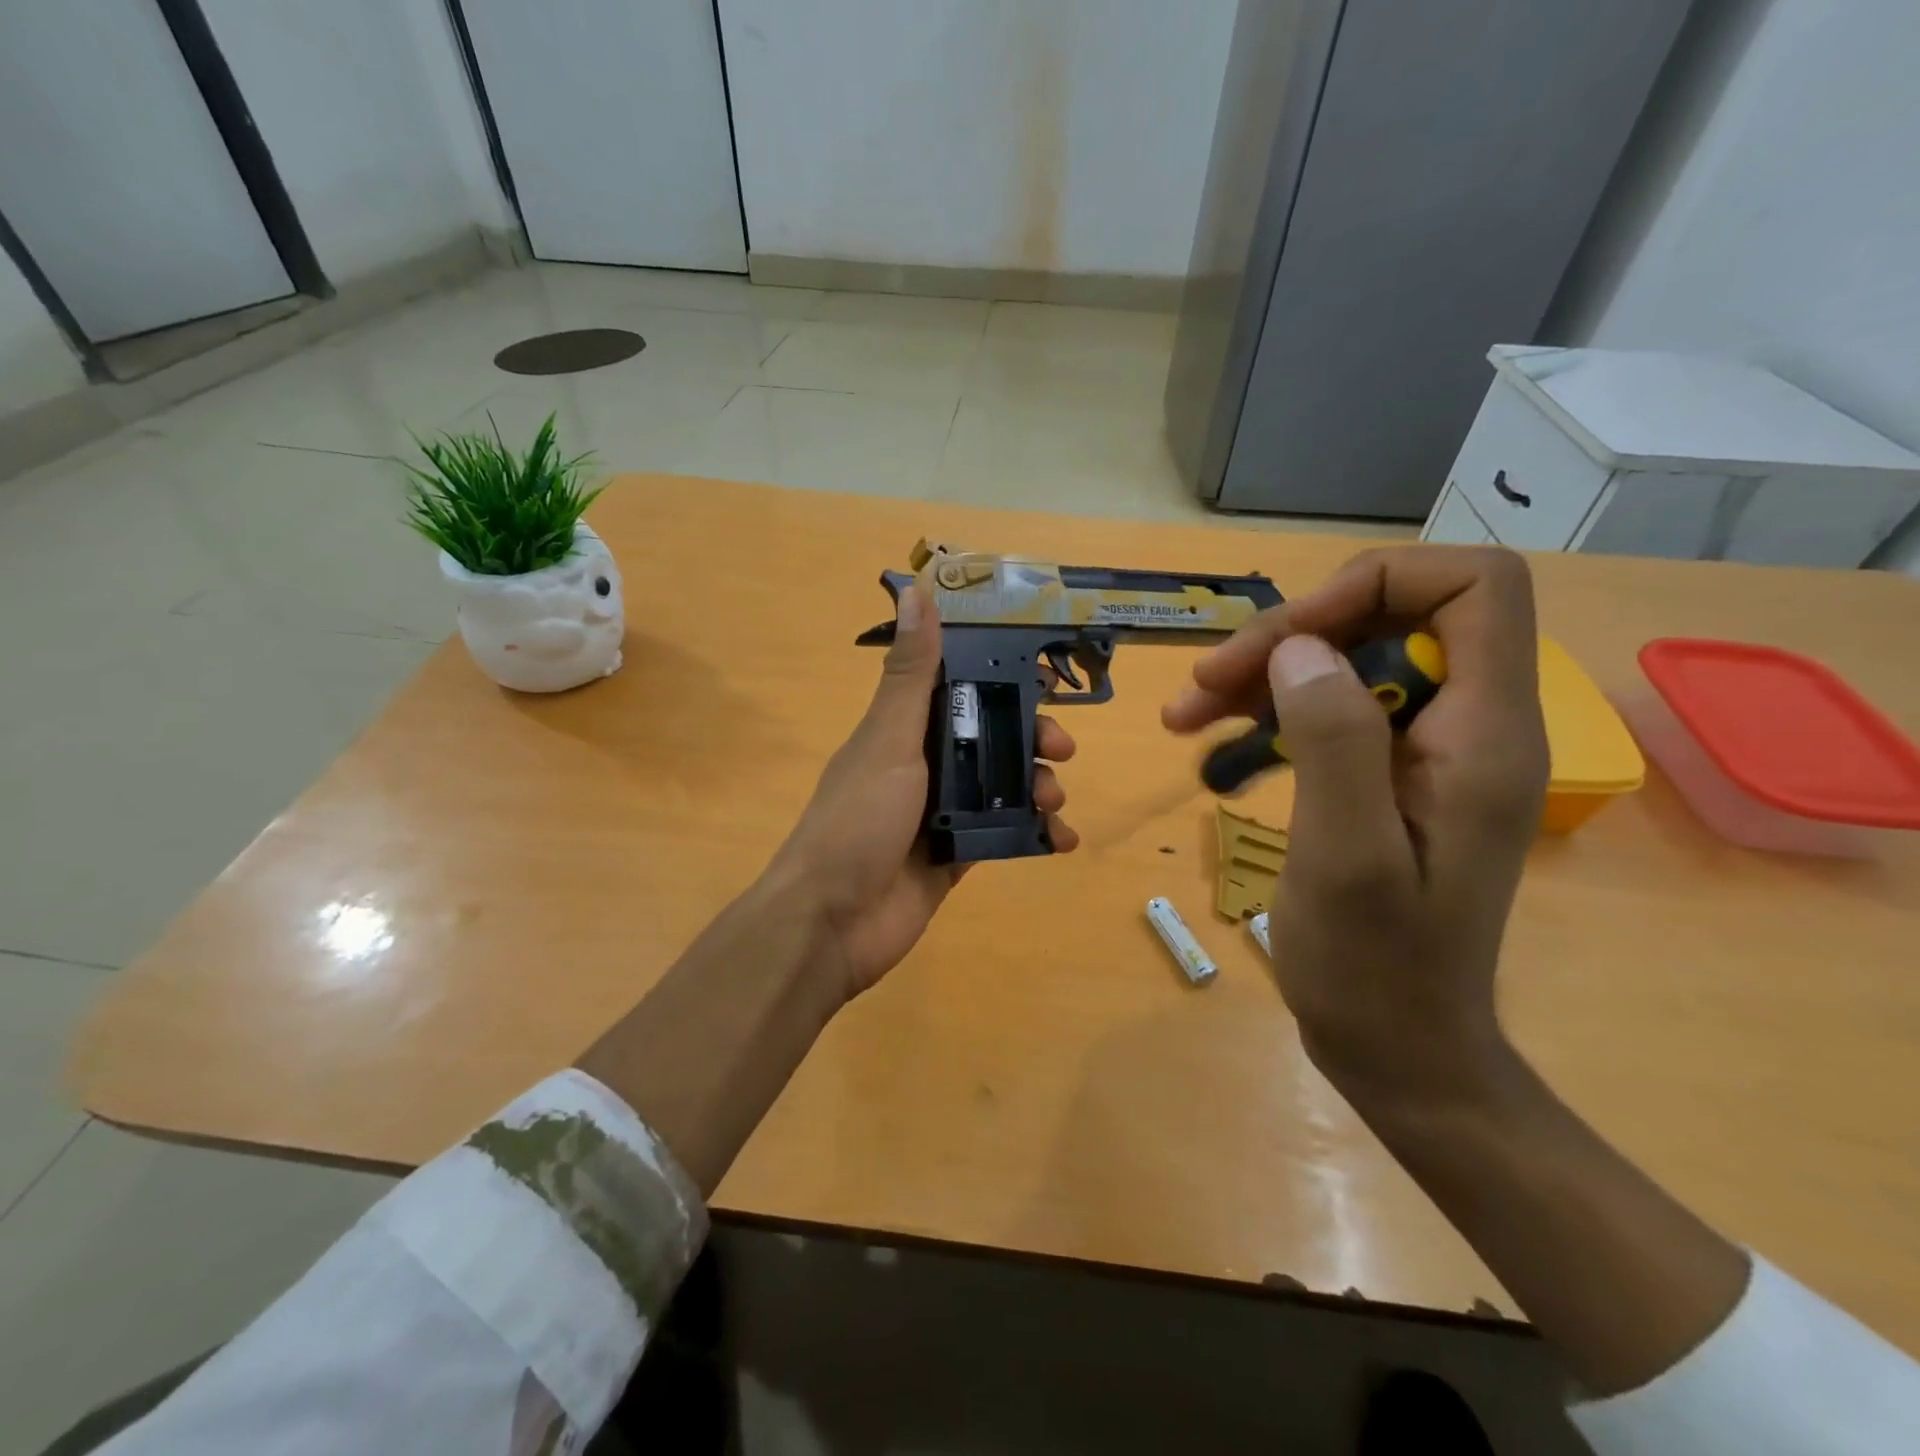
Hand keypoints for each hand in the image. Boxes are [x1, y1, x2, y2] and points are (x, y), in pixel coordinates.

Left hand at [770, 582, 1078, 1004]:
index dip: (1001, 677)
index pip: (958, 687)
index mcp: (903, 729)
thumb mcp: (888, 740)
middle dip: (1031, 736)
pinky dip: (1036, 834)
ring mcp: (940, 812)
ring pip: (1002, 785)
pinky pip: (1004, 834)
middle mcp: (923, 765)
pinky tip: (1061, 839)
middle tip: (1061, 747)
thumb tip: (917, 591)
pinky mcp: (956, 855)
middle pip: (990, 737)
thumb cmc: (859, 820)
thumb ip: (910, 674)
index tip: (1046, 676)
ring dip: (1037, 784)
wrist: (833, 922)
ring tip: (1055, 798)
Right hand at [1162, 546, 1547, 1104]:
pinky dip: (1268, 711)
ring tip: (1186, 713)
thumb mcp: (1346, 856)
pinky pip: (1330, 708)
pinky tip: (1211, 738)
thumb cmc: (1375, 967)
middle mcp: (1468, 724)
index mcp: (1484, 732)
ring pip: (1349, 659)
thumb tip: (1299, 649)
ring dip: (1265, 672)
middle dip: (1291, 635)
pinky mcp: (1389, 775)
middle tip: (1204, 682)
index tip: (1289, 641)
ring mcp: (1427, 749)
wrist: (1399, 1048)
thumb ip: (1334, 741)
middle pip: (1390, 616)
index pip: (1470, 586)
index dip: (1375, 584)